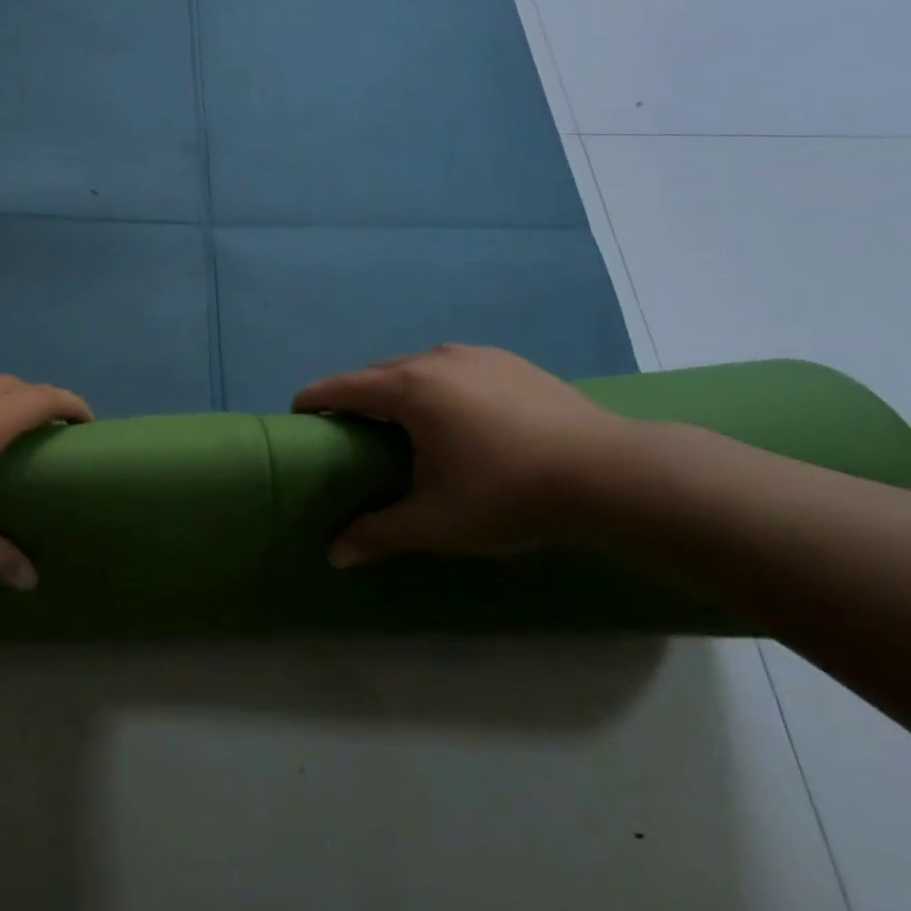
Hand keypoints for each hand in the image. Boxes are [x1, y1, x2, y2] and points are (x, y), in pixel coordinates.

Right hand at [292, 345, 635, 565]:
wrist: (612, 475)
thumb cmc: (508, 494)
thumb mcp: (435, 522)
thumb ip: (377, 534)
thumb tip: (332, 554)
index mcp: (408, 389)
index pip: (341, 387)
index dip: (313, 400)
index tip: (298, 415)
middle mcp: (436, 360)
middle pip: (377, 373)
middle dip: (356, 397)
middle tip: (351, 431)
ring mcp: (477, 356)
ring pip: (418, 367)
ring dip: (399, 390)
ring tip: (404, 425)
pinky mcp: (512, 363)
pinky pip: (455, 369)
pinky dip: (438, 388)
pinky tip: (459, 419)